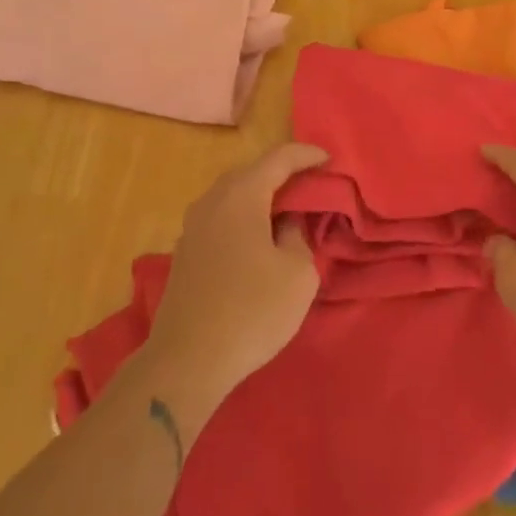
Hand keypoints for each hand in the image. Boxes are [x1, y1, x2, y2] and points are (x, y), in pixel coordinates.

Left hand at [142, 143, 328, 424]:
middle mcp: (212, 201)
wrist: (187, 360)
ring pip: (233, 195)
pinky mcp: (186, 252)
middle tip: (311, 183)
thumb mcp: (297, 274)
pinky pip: (221, 217)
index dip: (306, 155)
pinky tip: (259, 237)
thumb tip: (286, 223)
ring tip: (287, 209)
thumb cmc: (252, 311)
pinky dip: (244, 216)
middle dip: (282, 173)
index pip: (278, 159)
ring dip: (261, 196)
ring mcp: (193, 227)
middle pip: (251, 172)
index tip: (329, 159)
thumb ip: (298, 236)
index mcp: (241, 196)